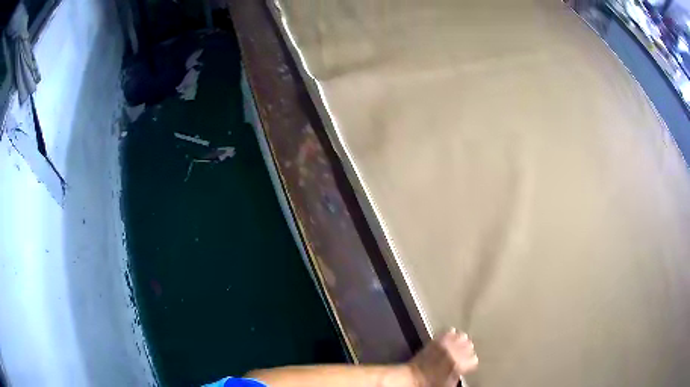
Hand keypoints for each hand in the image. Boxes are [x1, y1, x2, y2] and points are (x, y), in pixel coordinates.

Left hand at [407, 329, 478, 386]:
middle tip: (463, 353)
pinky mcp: (437, 340)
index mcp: (459, 365)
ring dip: (460, 340)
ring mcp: (446, 345)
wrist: (413, 377)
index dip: (470, 362)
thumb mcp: (449, 383)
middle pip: (469, 345)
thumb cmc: (431, 383)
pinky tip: (450, 336)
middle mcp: (455, 353)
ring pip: (461, 336)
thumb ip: (459, 374)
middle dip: (467, 350)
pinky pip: (448, 332)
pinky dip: (451, 334)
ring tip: (458, 344)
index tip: (468, 363)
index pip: (474, 359)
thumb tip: (462, 370)